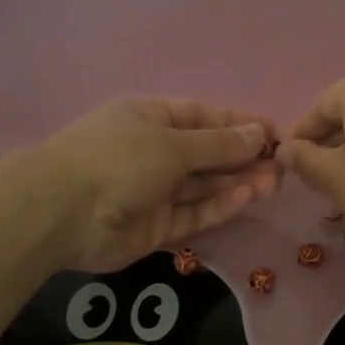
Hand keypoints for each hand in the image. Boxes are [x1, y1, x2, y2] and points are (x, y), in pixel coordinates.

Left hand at [38, 97, 282, 271]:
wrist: (62, 213)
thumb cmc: (118, 159)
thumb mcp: (172, 144)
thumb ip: (219, 144)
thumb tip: (259, 133)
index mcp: (150, 119)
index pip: (202, 117)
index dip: (239, 124)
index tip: (275, 133)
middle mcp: (153, 152)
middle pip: (207, 154)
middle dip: (243, 157)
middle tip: (282, 164)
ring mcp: (154, 191)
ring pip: (204, 186)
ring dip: (238, 182)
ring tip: (274, 181)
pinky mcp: (156, 227)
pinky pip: (194, 212)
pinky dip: (219, 205)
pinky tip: (248, 196)